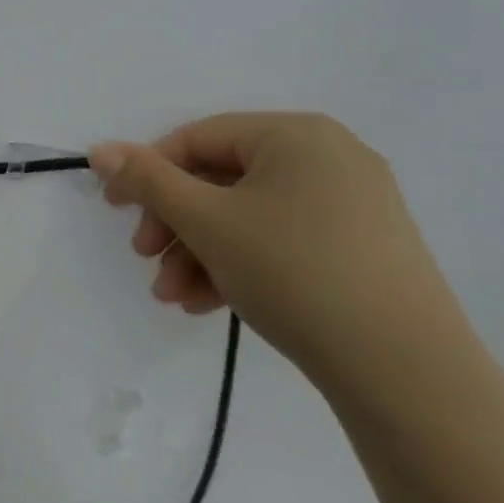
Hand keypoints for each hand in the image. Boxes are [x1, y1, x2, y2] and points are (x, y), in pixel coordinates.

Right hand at [89, 113, 474, 395]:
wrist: (402, 367)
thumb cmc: (292, 270)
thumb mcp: (206, 221)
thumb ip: (147, 180)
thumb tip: (100, 149)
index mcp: (295, 135)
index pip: (197, 139)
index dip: (148, 172)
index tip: (116, 212)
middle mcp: (327, 158)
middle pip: (220, 180)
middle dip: (174, 225)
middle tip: (145, 259)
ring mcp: (349, 204)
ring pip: (245, 216)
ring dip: (198, 253)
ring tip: (174, 297)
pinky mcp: (358, 246)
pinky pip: (278, 240)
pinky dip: (237, 264)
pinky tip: (209, 303)